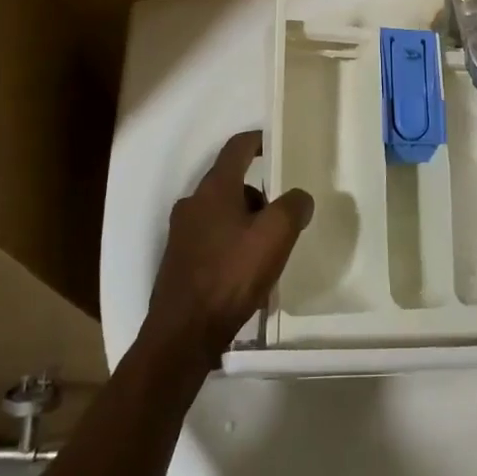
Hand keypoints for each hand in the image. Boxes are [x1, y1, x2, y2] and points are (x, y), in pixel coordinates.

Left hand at [145, 131, 314, 366]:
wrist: (182, 335)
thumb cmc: (231, 275)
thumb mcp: (275, 236)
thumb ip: (292, 207)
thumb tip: (298, 198)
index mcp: (214, 188)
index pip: (237, 147)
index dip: (258, 141)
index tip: (276, 144)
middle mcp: (192, 203)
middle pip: (231, 183)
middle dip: (259, 194)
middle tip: (283, 214)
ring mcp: (181, 233)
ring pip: (221, 213)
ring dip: (246, 222)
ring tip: (268, 251)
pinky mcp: (178, 261)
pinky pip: (211, 240)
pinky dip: (231, 245)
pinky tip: (246, 274)